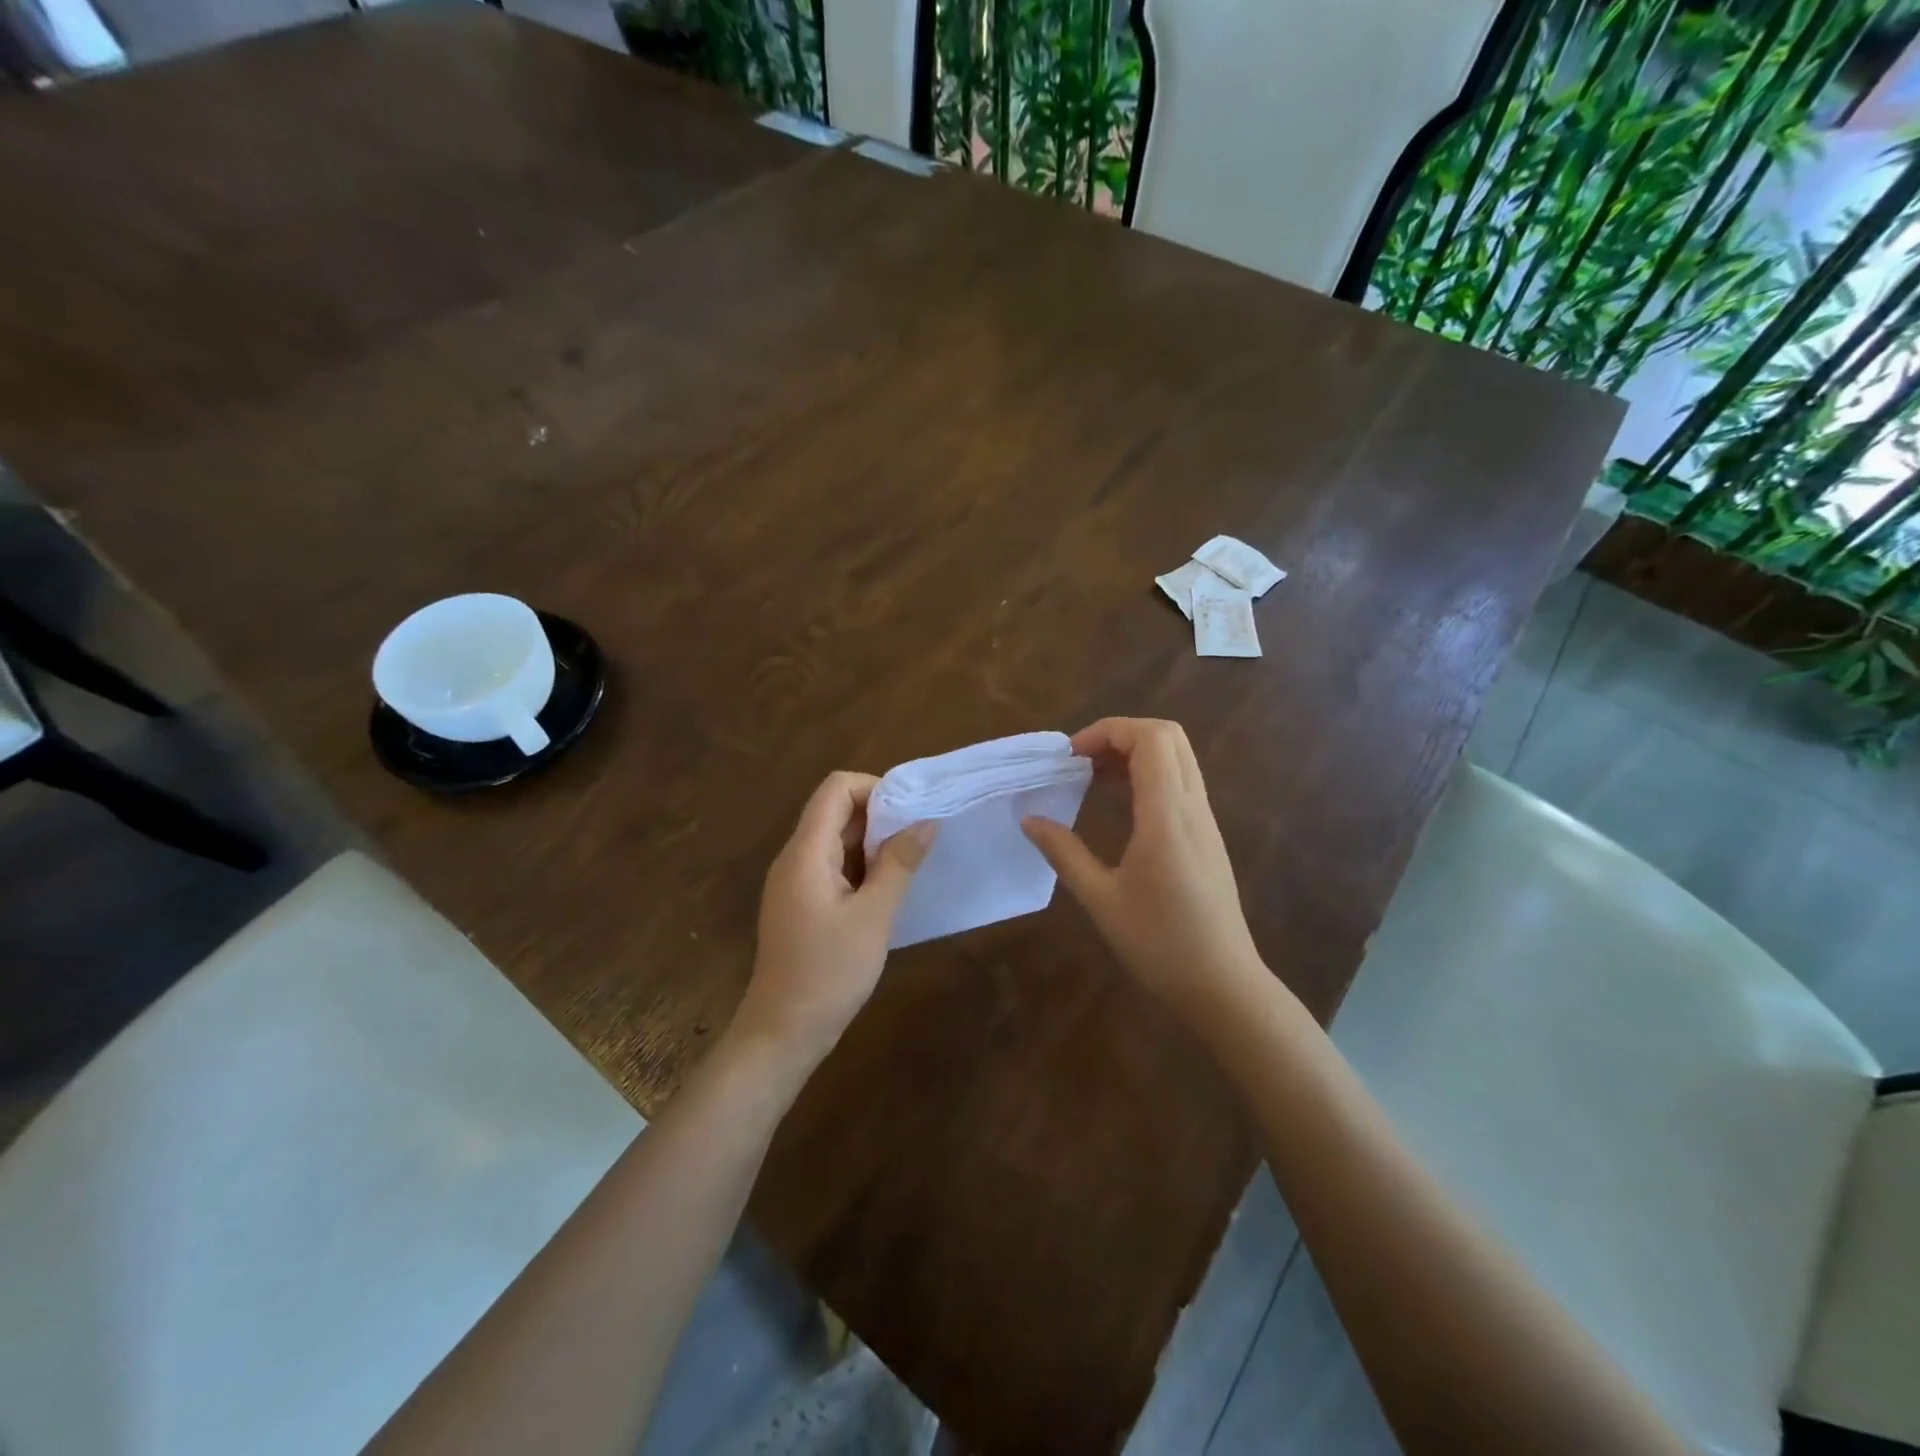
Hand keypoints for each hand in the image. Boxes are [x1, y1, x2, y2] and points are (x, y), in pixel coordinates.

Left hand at [733, 771, 935, 1071]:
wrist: (782, 1033)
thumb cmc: (829, 972)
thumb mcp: (873, 916)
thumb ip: (899, 863)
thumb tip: (925, 820)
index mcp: (806, 851)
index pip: (836, 788)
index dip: (874, 788)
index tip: (910, 813)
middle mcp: (795, 857)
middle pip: (835, 810)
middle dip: (879, 816)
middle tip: (919, 840)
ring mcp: (795, 882)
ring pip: (836, 839)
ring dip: (873, 843)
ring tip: (910, 865)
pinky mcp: (801, 903)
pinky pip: (832, 866)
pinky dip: (861, 866)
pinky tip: (887, 891)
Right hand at [1022, 718, 1266, 1023]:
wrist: (1223, 985)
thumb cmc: (1159, 944)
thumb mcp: (1101, 899)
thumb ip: (1064, 853)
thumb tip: (1029, 819)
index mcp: (1167, 816)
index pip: (1150, 739)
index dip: (1107, 732)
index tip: (1070, 757)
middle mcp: (1193, 807)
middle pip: (1169, 736)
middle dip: (1121, 734)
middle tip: (1082, 761)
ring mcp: (1205, 820)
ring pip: (1178, 757)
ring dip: (1136, 752)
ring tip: (1093, 777)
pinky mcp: (1207, 836)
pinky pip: (1182, 782)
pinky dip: (1150, 774)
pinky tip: (1121, 804)